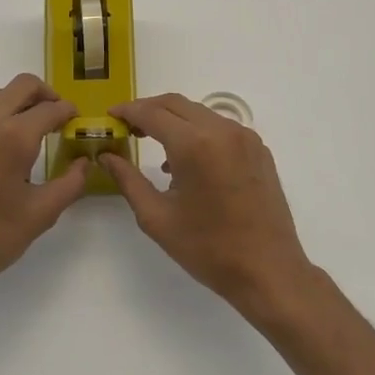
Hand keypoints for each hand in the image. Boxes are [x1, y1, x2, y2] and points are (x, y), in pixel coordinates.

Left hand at [0, 74, 92, 302]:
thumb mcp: (40, 214)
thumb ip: (70, 183)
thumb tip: (83, 162)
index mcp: (12, 137)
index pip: (50, 108)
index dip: (68, 111)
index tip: (76, 120)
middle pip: (20, 86)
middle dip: (44, 95)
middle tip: (55, 117)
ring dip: (14, 109)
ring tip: (23, 141)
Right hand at [102, 95, 315, 309]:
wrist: (268, 271)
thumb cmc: (208, 249)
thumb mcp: (157, 218)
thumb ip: (128, 180)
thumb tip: (106, 157)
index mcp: (195, 144)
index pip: (152, 113)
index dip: (127, 111)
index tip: (110, 116)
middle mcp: (222, 130)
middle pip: (176, 104)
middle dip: (148, 109)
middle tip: (127, 126)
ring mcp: (245, 138)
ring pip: (200, 113)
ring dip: (173, 119)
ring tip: (152, 142)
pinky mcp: (258, 150)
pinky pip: (220, 128)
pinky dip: (197, 131)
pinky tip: (186, 160)